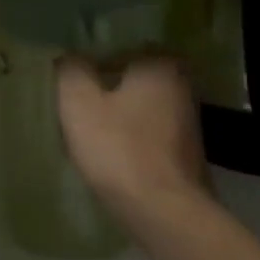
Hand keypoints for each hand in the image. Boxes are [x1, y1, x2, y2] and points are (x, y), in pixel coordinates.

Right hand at [56, 55, 207, 222]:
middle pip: (134, 78)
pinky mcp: (187, 154)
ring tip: (89, 129)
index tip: (75, 78)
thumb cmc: (119, 148)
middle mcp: (182, 86)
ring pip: (143, 107)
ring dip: (120, 115)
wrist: (163, 212)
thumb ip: (71, 71)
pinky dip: (132, 138)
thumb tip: (70, 57)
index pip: (124, 47)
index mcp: (160, 65)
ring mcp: (189, 122)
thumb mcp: (79, 103)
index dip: (96, 60)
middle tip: (78, 101)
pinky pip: (151, 133)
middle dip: (108, 87)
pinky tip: (111, 153)